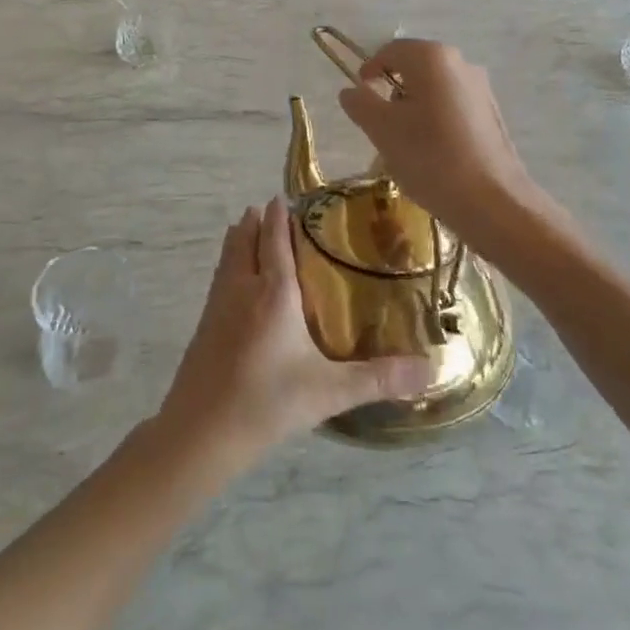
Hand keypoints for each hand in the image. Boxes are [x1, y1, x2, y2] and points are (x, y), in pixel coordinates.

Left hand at [157, 200, 431, 472]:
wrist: (200, 432)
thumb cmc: (267, 402)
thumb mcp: (329, 392)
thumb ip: (379, 378)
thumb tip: (430, 368)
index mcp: (273, 292)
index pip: (274, 239)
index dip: (278, 216)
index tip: (285, 197)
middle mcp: (243, 287)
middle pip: (245, 239)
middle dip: (257, 221)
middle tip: (273, 210)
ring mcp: (218, 305)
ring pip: (228, 256)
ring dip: (240, 238)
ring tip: (250, 227)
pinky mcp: (204, 325)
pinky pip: (219, 277)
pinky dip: (229, 263)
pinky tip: (236, 281)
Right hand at [337, 39, 543, 249]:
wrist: (493, 202)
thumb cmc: (430, 158)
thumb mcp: (382, 130)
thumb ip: (361, 103)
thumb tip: (352, 90)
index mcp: (432, 58)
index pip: (390, 51)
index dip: (369, 71)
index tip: (360, 100)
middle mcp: (461, 63)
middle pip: (414, 68)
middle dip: (392, 92)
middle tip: (379, 125)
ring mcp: (481, 89)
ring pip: (434, 89)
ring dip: (414, 108)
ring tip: (405, 145)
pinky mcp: (492, 115)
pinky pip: (453, 107)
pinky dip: (436, 121)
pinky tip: (433, 154)